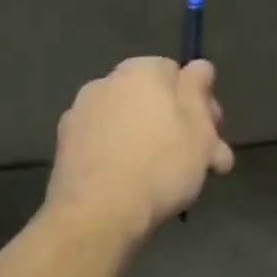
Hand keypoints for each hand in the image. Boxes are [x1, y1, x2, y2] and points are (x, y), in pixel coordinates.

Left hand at [46, 57, 234, 240]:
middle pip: (151, 100)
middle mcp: (106, 83)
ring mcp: (80, 114)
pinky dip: (120, 157)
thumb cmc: (161, 166)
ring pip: (128, 124)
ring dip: (149, 143)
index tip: (212, 135)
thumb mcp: (199, 129)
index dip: (199, 104)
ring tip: (169, 181)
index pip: (176, 74)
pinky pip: (104, 145)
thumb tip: (199, 65)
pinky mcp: (65, 146)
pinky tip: (133, 184)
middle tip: (200, 164)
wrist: (99, 211)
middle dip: (178, 128)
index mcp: (141, 71)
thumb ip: (198, 91)